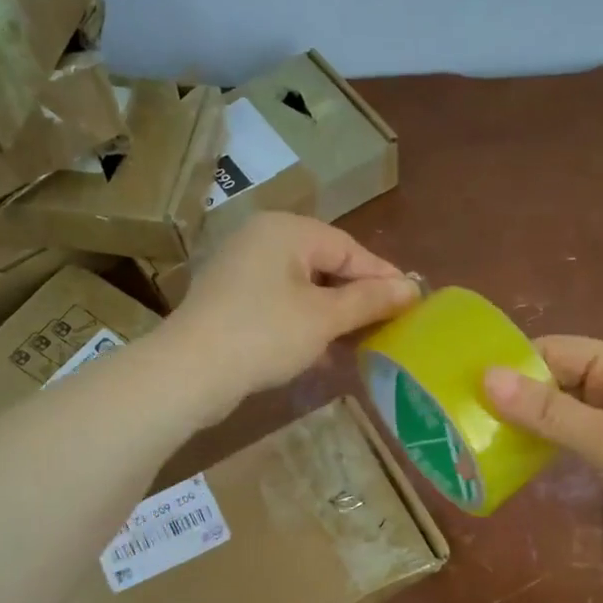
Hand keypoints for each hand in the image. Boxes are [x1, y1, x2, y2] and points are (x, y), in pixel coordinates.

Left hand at [167, 213, 416, 417]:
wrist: (191, 372)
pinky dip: (305, 324)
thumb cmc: (265, 334)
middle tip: (389, 325)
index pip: (349, 248)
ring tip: (361, 343)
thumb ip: (370, 300)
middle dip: (357, 298)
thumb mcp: (325, 317)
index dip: (383, 276)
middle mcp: (262, 239)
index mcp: (286, 230)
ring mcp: (242, 269)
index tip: (412, 303)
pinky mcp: (231, 299)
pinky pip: (281, 304)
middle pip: (326, 265)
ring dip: (333, 316)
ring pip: (303, 287)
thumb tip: (412, 288)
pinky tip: (323, 353)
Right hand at [483, 336, 602, 548]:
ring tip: (488, 440)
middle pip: (560, 378)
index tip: (466, 388)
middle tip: (469, 421)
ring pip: (569, 409)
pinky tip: (528, 458)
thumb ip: (547, 411)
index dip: (512, 366)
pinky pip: (583, 433)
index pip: (555, 350)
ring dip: (534, 422)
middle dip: (518, 397)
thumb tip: (487, 378)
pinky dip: (556, 442)